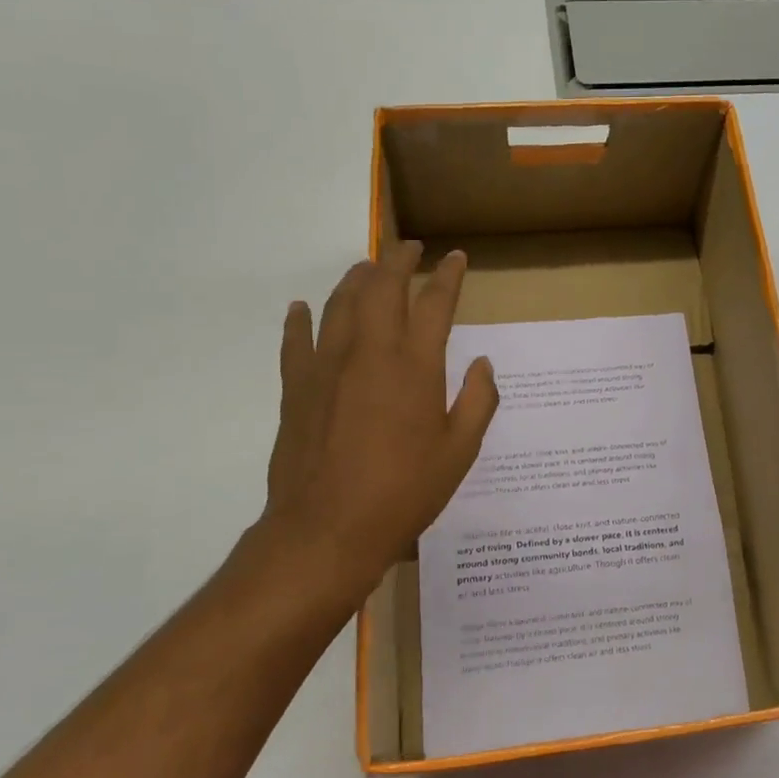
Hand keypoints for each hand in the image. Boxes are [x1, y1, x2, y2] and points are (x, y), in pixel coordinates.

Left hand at [263, 243, 497, 599]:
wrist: (327, 529)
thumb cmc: (404, 492)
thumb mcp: (459, 452)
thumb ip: (479, 402)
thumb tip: (482, 364)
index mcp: (415, 365)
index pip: (435, 303)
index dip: (448, 276)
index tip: (455, 258)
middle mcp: (370, 351)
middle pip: (382, 287)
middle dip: (397, 260)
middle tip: (409, 248)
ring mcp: (326, 365)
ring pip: (340, 303)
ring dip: (356, 278)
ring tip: (367, 267)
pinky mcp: (296, 386)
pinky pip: (296, 340)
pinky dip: (300, 319)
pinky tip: (302, 308)